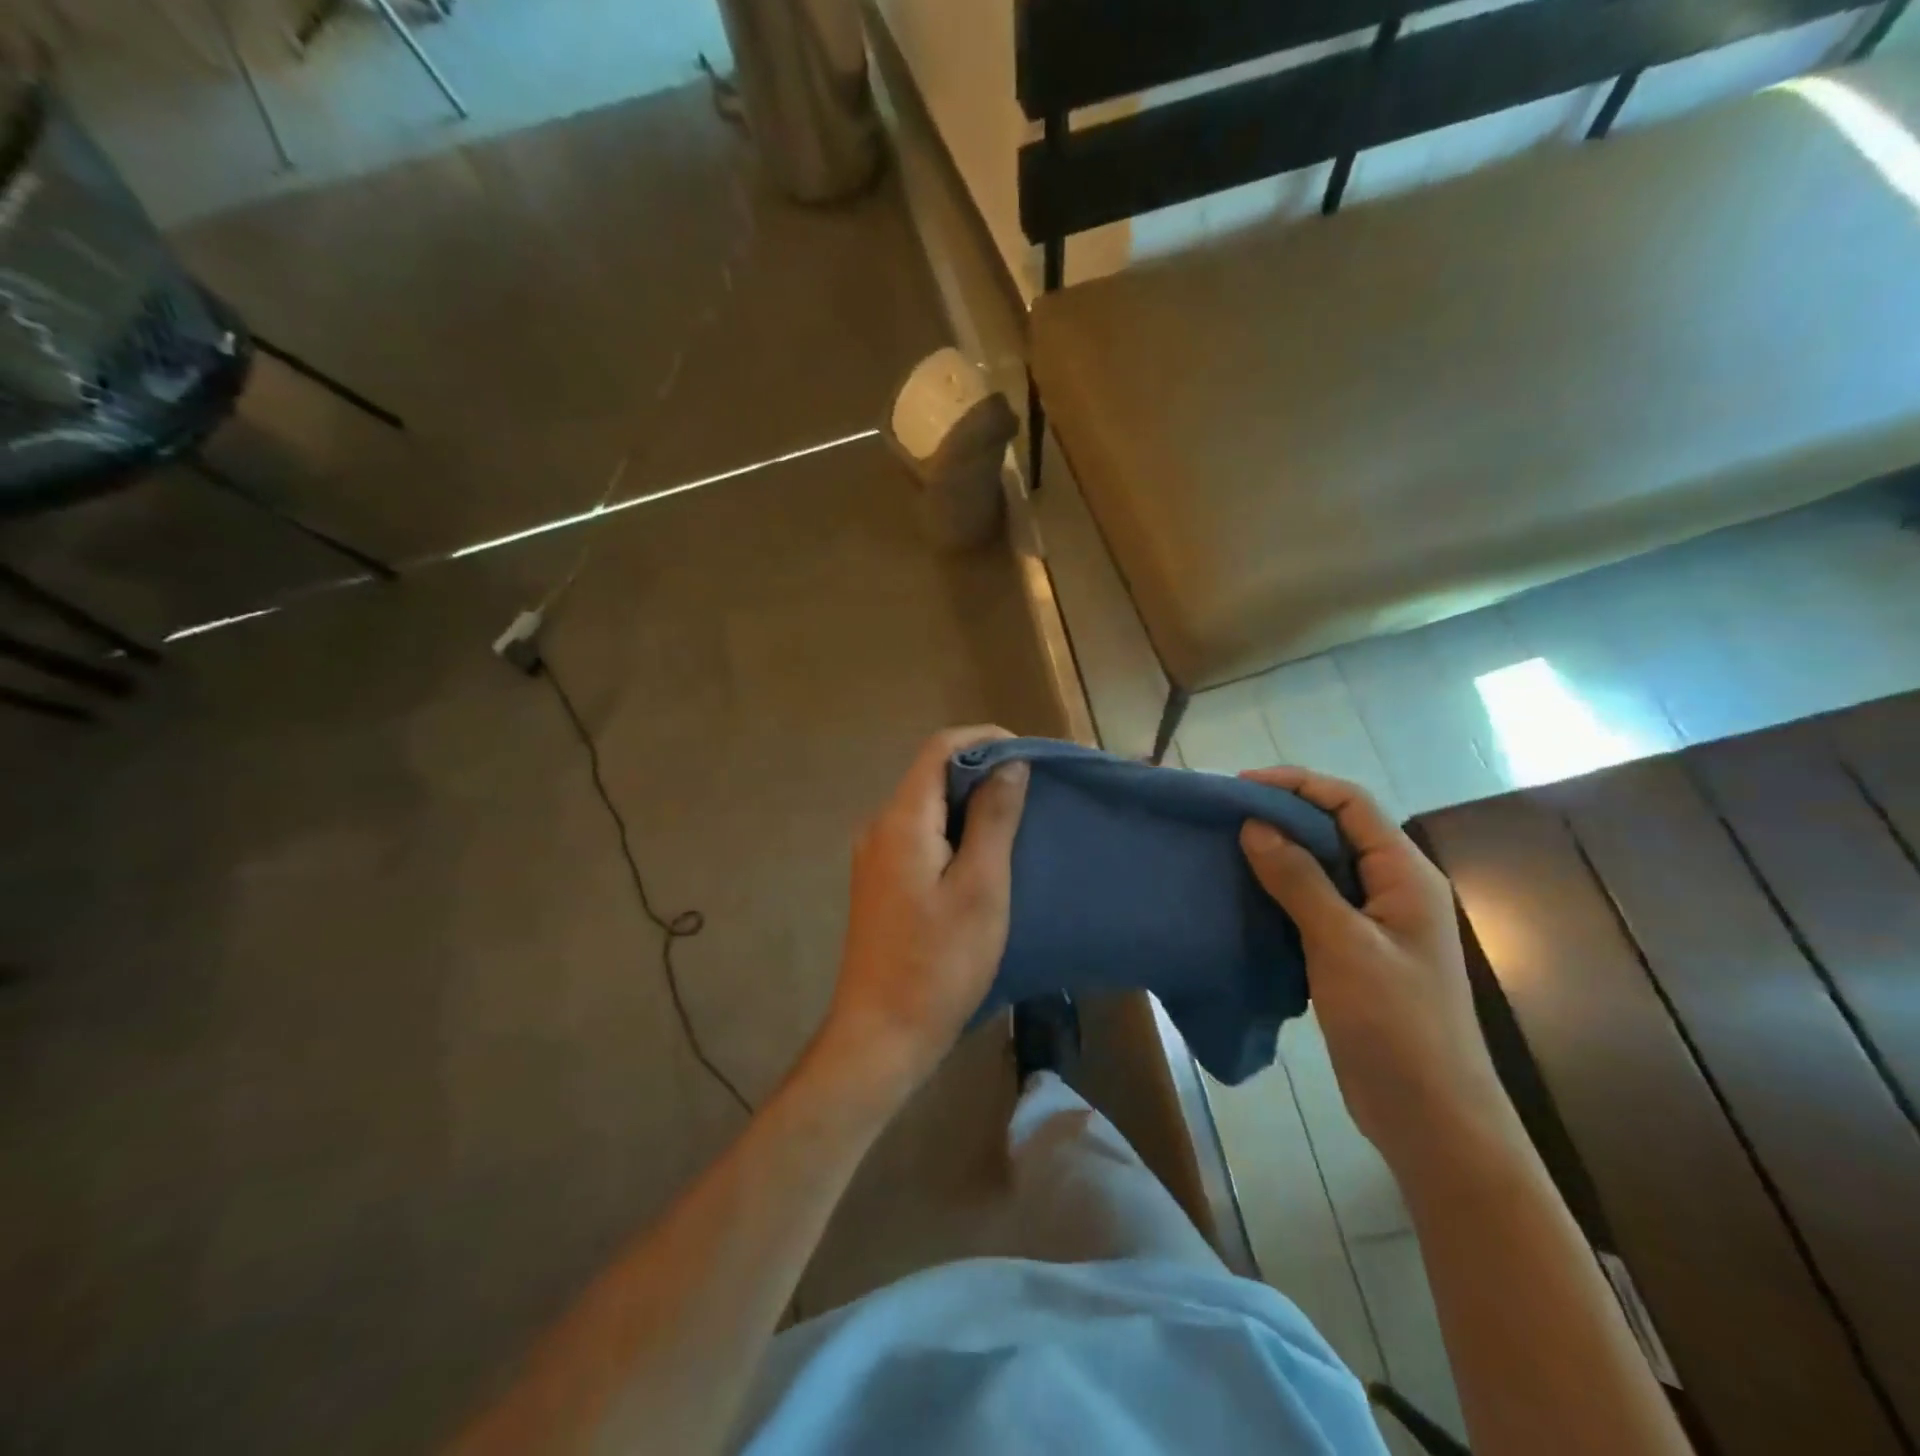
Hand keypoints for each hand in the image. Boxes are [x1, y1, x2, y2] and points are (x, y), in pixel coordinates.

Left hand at [823, 726, 1029, 1096]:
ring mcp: (874, 854)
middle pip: (931, 774)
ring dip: (970, 802)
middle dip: (982, 770)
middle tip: (1032, 789)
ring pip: (927, 805)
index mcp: (902, 820)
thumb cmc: (939, 963)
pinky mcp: (880, 880)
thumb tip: (1009, 763)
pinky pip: (919, 834)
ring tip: (1016, 819)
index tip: (1028, 754)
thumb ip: (994, 818)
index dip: (984, 739)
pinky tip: (983, 853)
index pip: (939, 749)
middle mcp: (879, 826)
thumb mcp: (981, 887)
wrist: (881, 1033)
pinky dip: (953, 829)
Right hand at [1237, 768, 1515, 1180]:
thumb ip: (1299, 880)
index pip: (1351, 804)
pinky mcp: (1354, 952)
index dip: (1298, 785)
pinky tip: (1244, 895)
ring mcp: (1374, 922)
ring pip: (1321, 867)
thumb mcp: (1342, 944)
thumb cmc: (1395, 1024)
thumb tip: (1254, 825)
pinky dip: (1279, 891)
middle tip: (1225, 817)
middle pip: (1335, 830)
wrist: (1431, 1116)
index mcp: (1405, 874)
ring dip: (1277, 853)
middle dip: (1282, 815)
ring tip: (1226, 849)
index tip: (1241, 788)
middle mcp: (1392, 888)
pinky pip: (1313, 903)